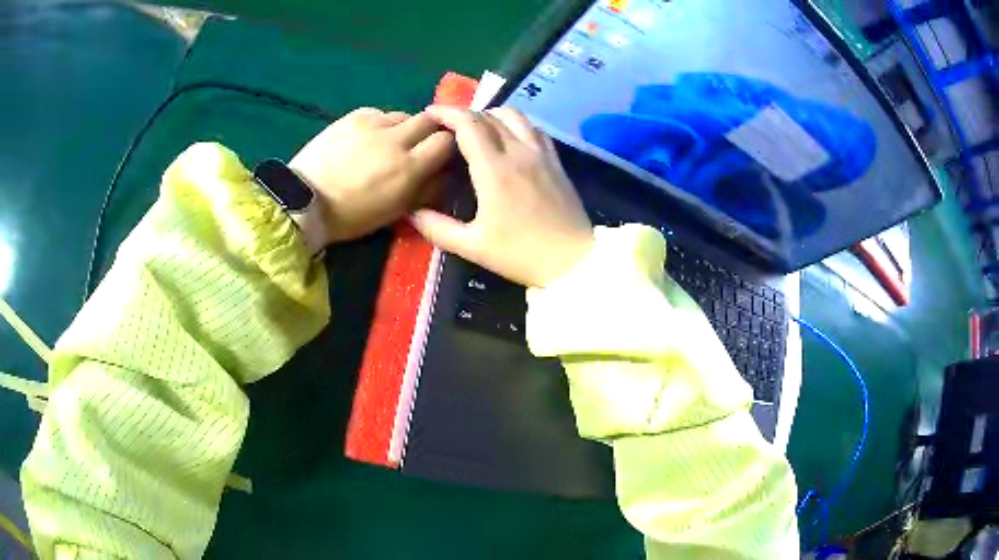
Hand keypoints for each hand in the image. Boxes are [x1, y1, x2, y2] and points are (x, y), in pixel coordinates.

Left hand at [289, 107, 454, 243]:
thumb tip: (444, 176)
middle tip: (421, 143)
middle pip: (430, 120)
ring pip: (404, 115)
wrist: (303, 201)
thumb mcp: (394, 212)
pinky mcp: (353, 117)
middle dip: (431, 130)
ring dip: (404, 127)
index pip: (446, 141)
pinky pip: (379, 114)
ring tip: (390, 142)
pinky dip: (381, 124)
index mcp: (408, 169)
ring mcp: (372, 124)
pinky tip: (369, 138)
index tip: (443, 153)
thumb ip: (424, 191)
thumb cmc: (350, 216)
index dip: (449, 144)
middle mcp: (395, 140)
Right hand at [410, 106, 593, 287]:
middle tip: (448, 126)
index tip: (430, 114)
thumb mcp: (473, 246)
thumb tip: (411, 212)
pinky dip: (516, 124)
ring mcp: (541, 154)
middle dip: (465, 114)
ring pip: (515, 115)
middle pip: (489, 115)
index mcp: (494, 169)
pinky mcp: (556, 161)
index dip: (447, 113)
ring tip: (478, 128)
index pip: (468, 124)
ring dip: (491, 114)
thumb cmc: (521, 255)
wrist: (573, 262)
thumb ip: (438, 228)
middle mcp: (518, 152)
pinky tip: (509, 138)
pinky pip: (534, 128)